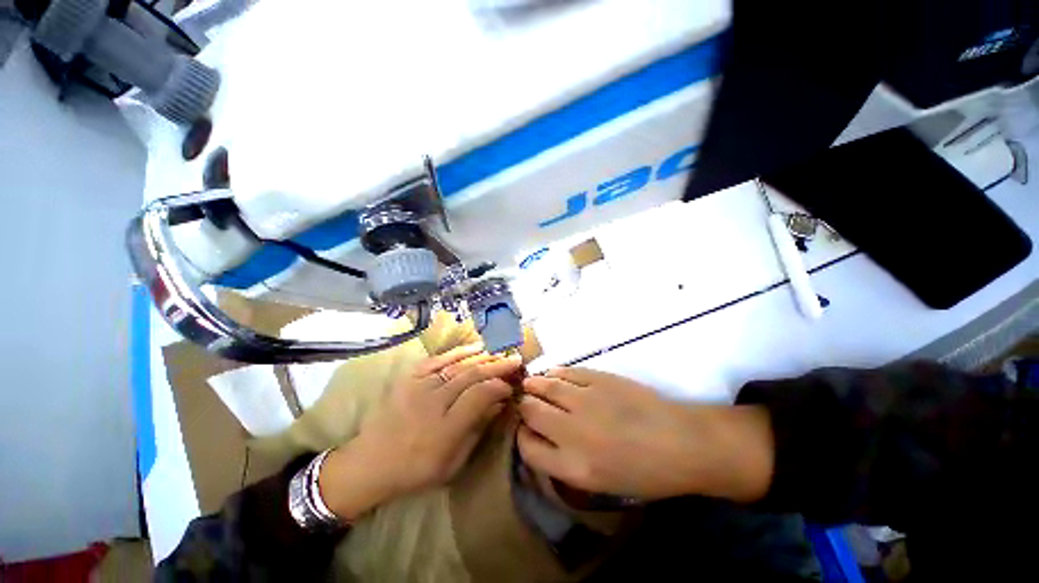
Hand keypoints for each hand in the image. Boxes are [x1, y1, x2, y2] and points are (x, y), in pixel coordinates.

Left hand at [320, 345, 520, 519]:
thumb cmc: (415, 469)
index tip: (512, 386)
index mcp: (445, 428)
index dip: (500, 386)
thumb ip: (477, 430)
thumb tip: (499, 404)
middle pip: (472, 375)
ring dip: (483, 357)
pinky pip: (438, 359)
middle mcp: (434, 402)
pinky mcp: (410, 378)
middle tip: (516, 360)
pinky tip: (475, 347)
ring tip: (500, 353)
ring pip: (458, 365)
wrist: (370, 463)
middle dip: (498, 365)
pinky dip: (459, 351)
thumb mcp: (452, 462)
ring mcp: (420, 386)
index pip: (480, 396)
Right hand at [516, 368, 773, 501]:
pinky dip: (555, 373)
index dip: (522, 437)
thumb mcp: (601, 483)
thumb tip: (545, 439)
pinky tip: (553, 374)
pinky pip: (566, 372)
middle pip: (531, 411)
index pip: (528, 448)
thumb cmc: (645, 473)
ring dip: (534, 385)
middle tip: (529, 404)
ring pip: (544, 386)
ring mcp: (584, 399)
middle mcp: (571, 431)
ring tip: (533, 385)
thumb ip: (566, 462)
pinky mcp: (598, 378)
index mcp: (573, 466)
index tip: (527, 430)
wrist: (681, 442)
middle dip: (525, 407)